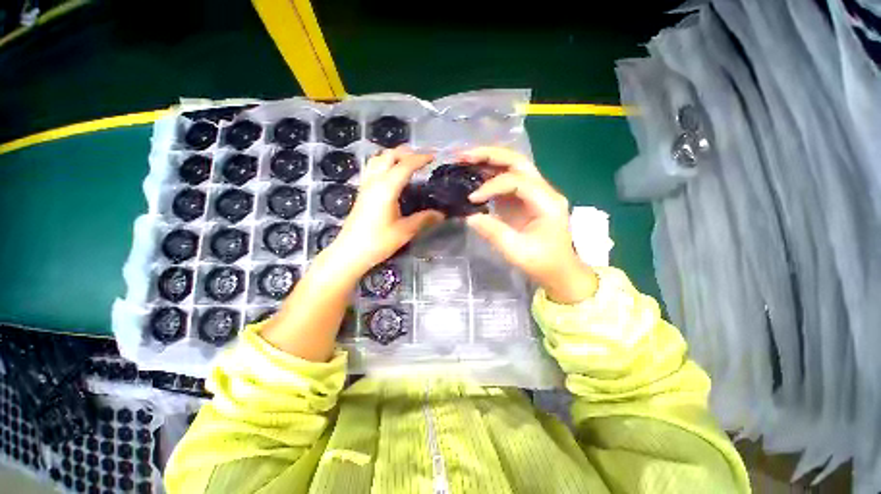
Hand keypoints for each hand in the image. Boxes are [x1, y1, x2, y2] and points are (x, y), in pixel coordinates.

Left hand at [327, 148, 444, 275]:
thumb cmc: (378, 242)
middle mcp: (374, 181)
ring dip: (393, 156)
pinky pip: (372, 168)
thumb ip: (423, 219)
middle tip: (422, 159)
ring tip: (408, 163)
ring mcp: (366, 185)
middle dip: (406, 153)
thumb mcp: (405, 231)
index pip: (405, 165)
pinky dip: (384, 163)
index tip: (434, 157)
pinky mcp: (361, 192)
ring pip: (378, 159)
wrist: (350, 252)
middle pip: (389, 155)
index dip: (420, 158)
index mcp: (387, 188)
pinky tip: (391, 175)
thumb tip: (441, 214)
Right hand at [459, 147, 597, 303]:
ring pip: (512, 166)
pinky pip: (507, 180)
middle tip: (463, 156)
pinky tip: (474, 175)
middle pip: (517, 161)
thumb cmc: (542, 263)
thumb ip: (493, 232)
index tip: (472, 198)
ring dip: (488, 160)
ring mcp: (535, 193)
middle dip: (489, 155)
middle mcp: (544, 190)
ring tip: (464, 159)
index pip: (517, 181)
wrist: (559, 271)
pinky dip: (489, 175)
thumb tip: (469, 217)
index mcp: (547, 202)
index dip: (492, 186)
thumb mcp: (516, 251)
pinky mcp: (525, 199)